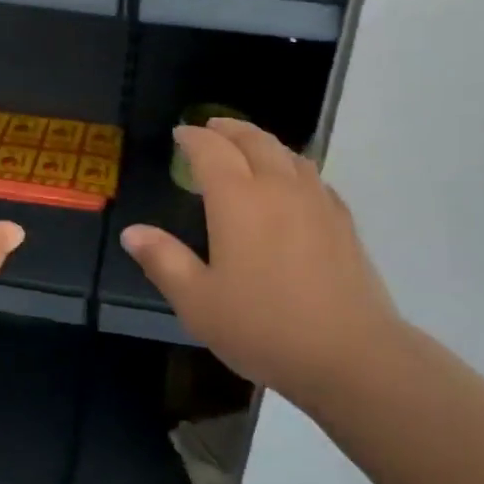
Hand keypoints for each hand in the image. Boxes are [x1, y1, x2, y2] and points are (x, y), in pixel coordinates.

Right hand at [120, 118, 404, 402]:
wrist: (351, 356)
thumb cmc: (263, 327)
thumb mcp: (198, 302)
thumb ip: (163, 261)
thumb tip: (132, 232)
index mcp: (238, 200)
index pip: (211, 151)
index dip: (193, 138)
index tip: (180, 134)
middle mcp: (278, 188)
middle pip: (254, 140)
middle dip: (229, 129)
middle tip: (212, 127)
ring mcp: (317, 202)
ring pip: (288, 154)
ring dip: (263, 142)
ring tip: (249, 147)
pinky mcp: (343, 222)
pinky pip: (314, 177)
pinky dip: (293, 166)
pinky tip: (293, 184)